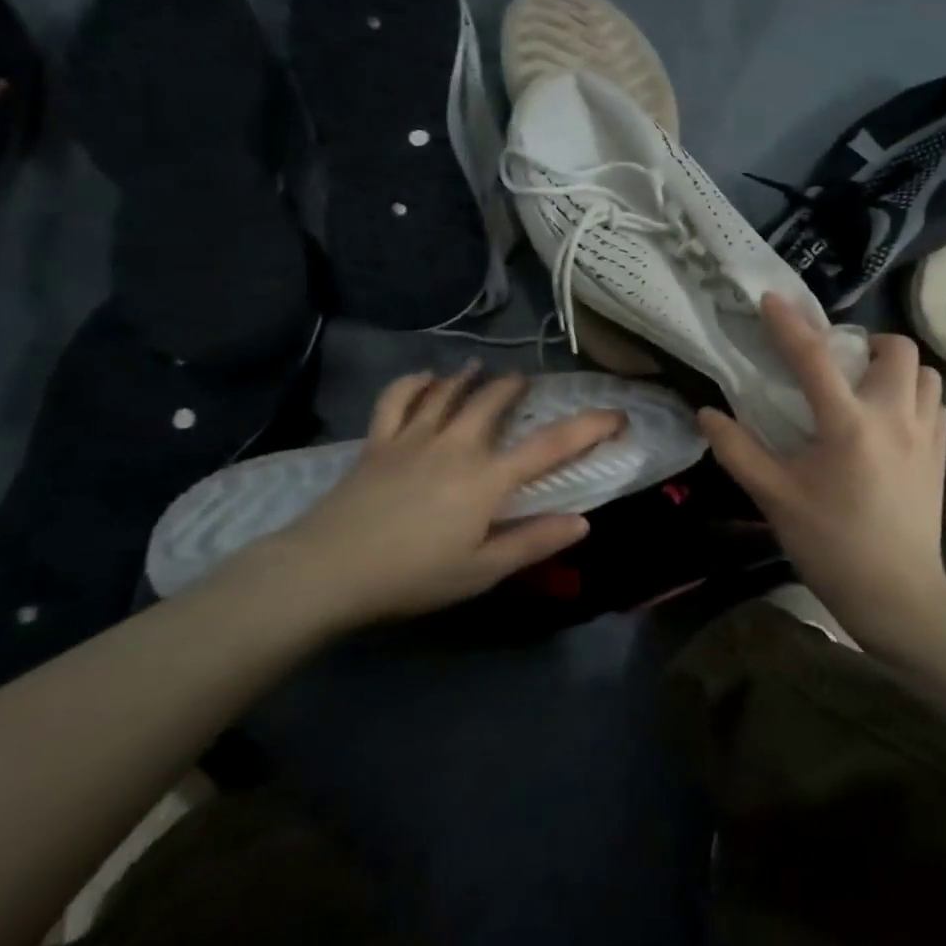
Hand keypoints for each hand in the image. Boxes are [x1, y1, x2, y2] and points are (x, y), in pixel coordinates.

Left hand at [234, 365, 623, 629]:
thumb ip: (533, 542)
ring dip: (470, 377)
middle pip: (493, 402)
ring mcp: (413, 438)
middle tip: (527, 384)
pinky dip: (415, 383)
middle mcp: (456, 445)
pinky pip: (398, 399)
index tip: (617, 413)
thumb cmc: (412, 576)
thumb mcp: (481, 572)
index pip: (550, 445)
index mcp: (487, 479)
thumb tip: (583, 522)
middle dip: (516, 388)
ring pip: (448, 392)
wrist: (327, 570)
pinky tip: (426, 379)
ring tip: (482, 369)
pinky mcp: (378, 442)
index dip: (589, 426)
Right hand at [698, 295, 945, 645]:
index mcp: (849, 424)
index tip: (771, 299)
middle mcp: (896, 416)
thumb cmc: (831, 545)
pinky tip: (891, 420)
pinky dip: (914, 396)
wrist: (897, 596)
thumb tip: (706, 413)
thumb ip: (738, 450)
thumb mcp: (774, 498)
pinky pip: (936, 402)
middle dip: (866, 341)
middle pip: (896, 347)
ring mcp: (927, 434)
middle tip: (838, 362)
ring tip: (867, 387)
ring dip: (896, 368)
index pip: (815, 357)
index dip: (789, 323)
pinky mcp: (942, 454)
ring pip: (925, 372)